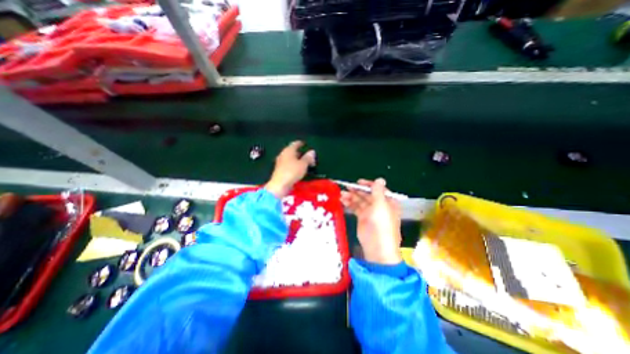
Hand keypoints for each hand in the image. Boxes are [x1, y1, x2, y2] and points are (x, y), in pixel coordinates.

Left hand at [264, 139, 315, 196]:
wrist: (279, 185)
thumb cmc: (292, 172)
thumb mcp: (303, 164)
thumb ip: (308, 157)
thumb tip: (312, 152)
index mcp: (288, 150)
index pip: (295, 144)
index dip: (301, 143)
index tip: (305, 144)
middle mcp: (283, 154)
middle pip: (292, 151)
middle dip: (300, 153)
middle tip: (308, 156)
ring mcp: (280, 162)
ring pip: (290, 158)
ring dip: (297, 160)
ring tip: (304, 163)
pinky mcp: (279, 170)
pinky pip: (288, 165)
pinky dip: (294, 165)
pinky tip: (298, 169)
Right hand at [339, 178, 403, 263]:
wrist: (377, 248)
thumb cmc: (382, 225)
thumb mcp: (380, 206)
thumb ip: (378, 192)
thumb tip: (380, 179)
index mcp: (387, 202)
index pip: (377, 189)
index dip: (368, 185)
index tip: (358, 182)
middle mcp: (379, 206)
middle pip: (367, 194)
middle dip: (357, 191)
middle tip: (346, 187)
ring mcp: (370, 212)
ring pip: (360, 201)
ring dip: (351, 197)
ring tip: (342, 194)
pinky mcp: (362, 218)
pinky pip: (356, 208)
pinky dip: (350, 204)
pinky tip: (343, 201)